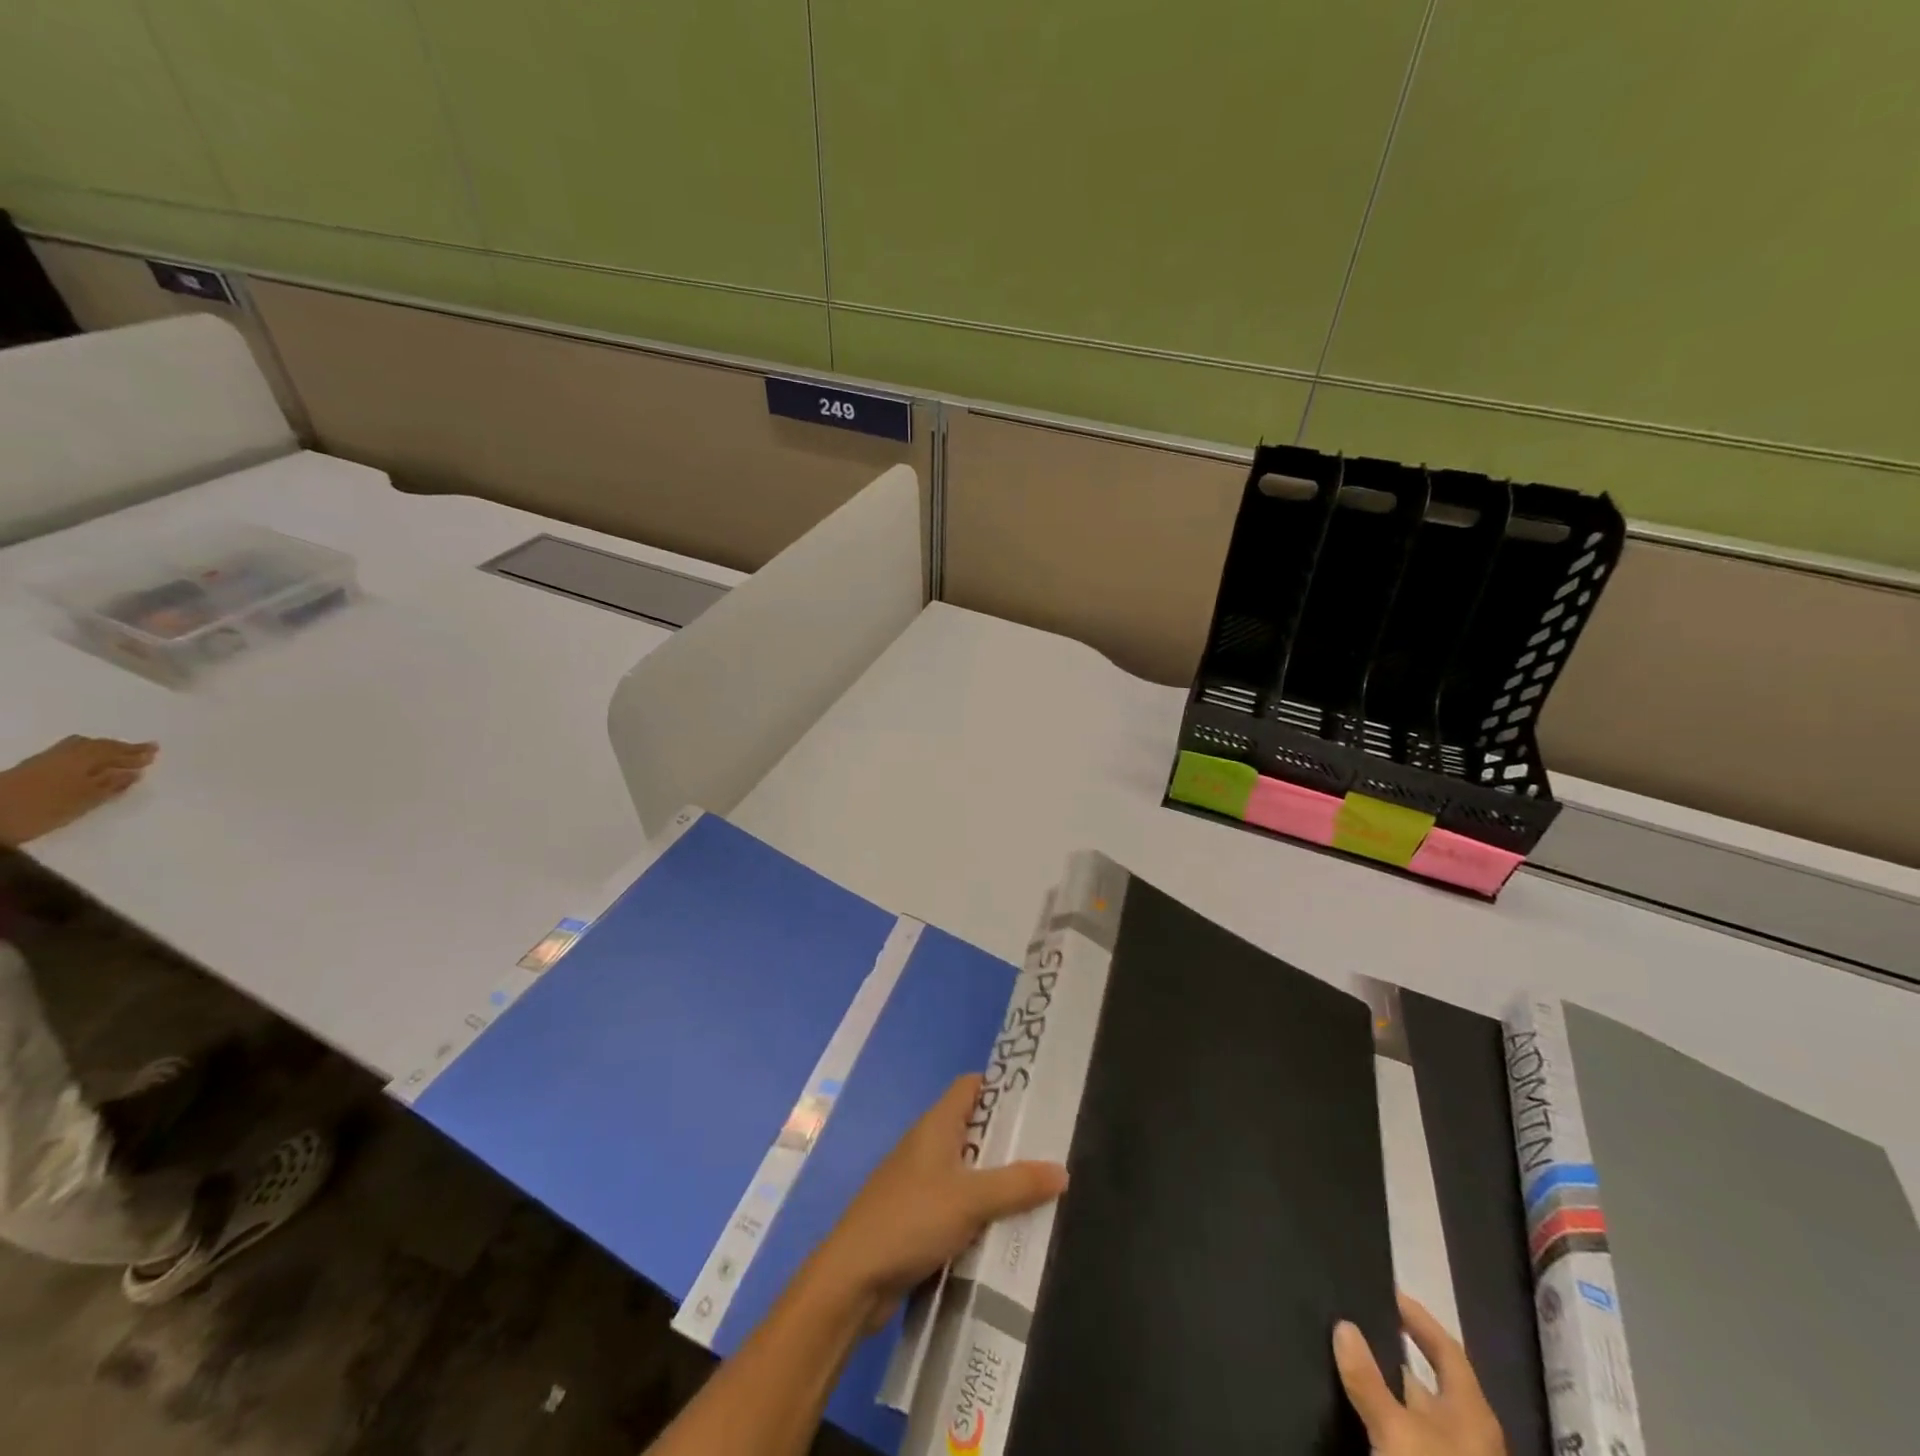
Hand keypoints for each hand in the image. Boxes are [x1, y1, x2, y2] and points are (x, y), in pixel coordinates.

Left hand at [0, 736, 156, 845]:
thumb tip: (134, 772)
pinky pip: (67, 753)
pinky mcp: (31, 768)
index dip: (135, 751)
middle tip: (143, 751)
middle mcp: (63, 755)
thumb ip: (110, 785)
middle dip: (120, 748)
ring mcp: (44, 761)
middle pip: (96, 746)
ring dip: (101, 750)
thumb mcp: (83, 801)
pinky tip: (88, 765)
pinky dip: (84, 755)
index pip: (113, 751)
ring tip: (117, 756)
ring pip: (79, 748)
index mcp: (80, 760)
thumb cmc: (42, 810)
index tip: (156, 751)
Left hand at [808, 1074, 1068, 1328]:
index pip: (970, 1087)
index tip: (1037, 1101)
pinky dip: (979, 1213)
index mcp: (935, 1126)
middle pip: (973, 1129)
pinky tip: (1004, 1232)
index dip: (1001, 1087)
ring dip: (995, 1182)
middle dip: (1008, 1141)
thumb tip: (1062, 1170)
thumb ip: (1017, 1185)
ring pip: (966, 1171)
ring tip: (1038, 1194)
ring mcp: (919, 1183)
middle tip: (1050, 1153)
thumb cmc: (911, 1219)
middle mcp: (926, 1146)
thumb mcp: (971, 1200)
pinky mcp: (916, 1218)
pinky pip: (956, 1205)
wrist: (853, 1278)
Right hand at [1334, 1293, 1504, 1455]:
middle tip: (1354, 1322)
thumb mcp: (1396, 1431)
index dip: (1419, 1319)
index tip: (1387, 1291)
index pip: (1447, 1349)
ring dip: (1386, 1388)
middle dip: (1392, 1353)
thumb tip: (1343, 1324)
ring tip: (1346, 1360)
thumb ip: (1367, 1379)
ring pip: (1417, 1413)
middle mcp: (1467, 1433)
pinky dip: (1385, 1419)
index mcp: (1470, 1411)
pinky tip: (1358, 1412)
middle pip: (1430, 1381)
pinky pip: (1409, 1438)